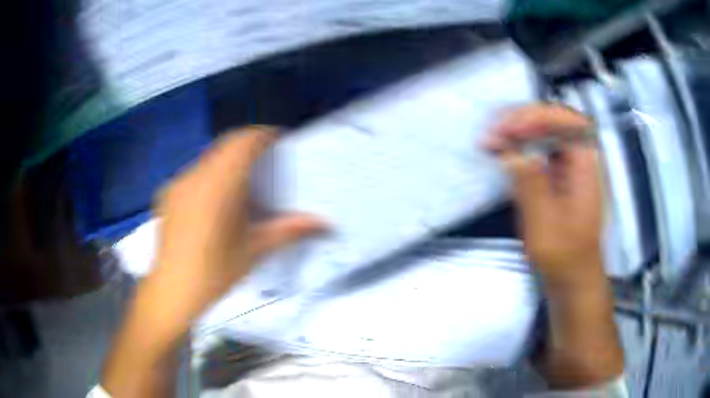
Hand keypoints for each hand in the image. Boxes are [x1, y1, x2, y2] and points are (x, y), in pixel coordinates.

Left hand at [103, 126, 325, 397]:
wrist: (171, 291)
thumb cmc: (214, 273)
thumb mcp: (254, 251)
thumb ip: (288, 230)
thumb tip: (323, 223)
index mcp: (219, 185)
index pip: (243, 142)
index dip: (263, 135)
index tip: (280, 140)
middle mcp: (196, 176)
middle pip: (225, 145)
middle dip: (248, 146)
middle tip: (267, 161)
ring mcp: (178, 183)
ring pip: (209, 158)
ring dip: (228, 160)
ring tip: (243, 182)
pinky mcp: (167, 194)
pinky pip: (194, 173)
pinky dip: (210, 174)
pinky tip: (214, 201)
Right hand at [485, 105, 603, 287]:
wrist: (573, 278)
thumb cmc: (565, 257)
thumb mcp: (546, 224)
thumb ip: (531, 184)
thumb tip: (511, 151)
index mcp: (587, 164)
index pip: (567, 120)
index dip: (537, 116)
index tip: (510, 131)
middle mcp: (579, 158)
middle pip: (553, 121)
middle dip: (522, 121)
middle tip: (493, 134)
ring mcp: (568, 166)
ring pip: (543, 132)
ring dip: (516, 131)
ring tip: (490, 141)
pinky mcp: (556, 176)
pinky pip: (537, 150)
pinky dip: (518, 148)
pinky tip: (500, 152)